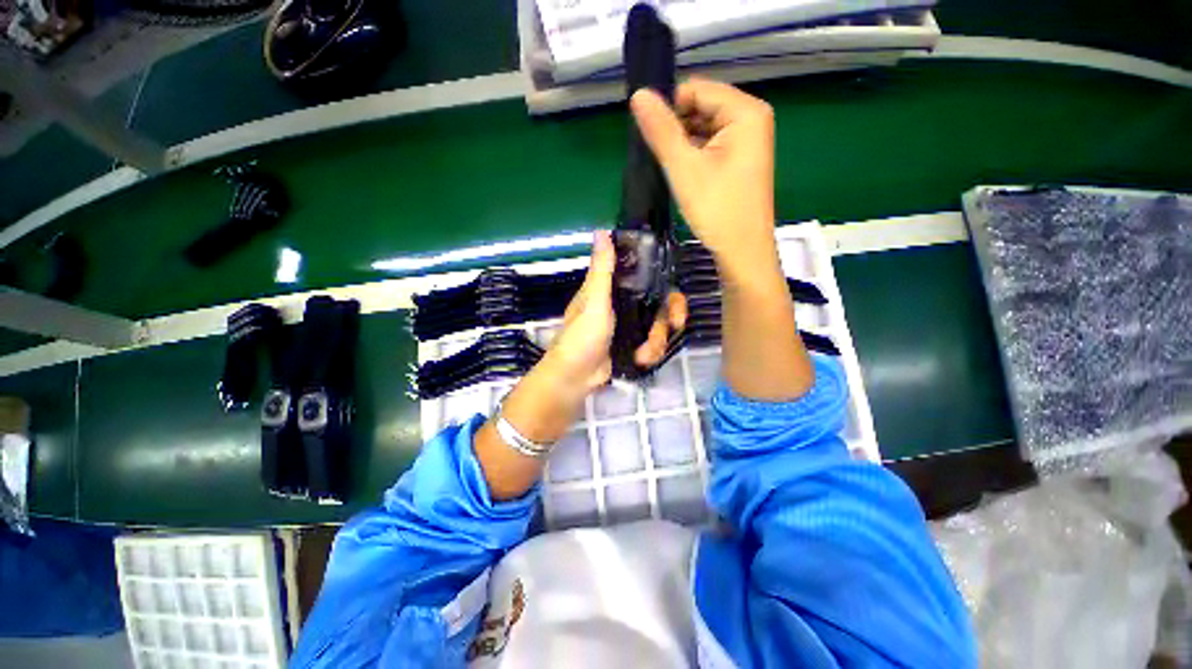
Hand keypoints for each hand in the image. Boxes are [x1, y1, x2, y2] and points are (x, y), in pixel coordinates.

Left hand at [474, 232, 686, 501]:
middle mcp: (625, 306)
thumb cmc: (581, 336)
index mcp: (613, 290)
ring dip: (657, 343)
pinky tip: (639, 360)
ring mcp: (630, 328)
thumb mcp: (593, 301)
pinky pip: (653, 346)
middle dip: (667, 321)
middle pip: (661, 306)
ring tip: (643, 353)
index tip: (675, 298)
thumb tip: (602, 231)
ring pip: (659, 329)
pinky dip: (650, 354)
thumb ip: (602, 270)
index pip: (648, 279)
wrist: (576, 377)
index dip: (665, 286)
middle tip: (674, 327)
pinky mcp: (632, 346)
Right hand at [630, 78, 779, 280]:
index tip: (648, 137)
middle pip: (701, 108)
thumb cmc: (716, 209)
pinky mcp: (742, 161)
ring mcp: (749, 141)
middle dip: (676, 129)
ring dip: (683, 144)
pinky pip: (712, 146)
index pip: (696, 89)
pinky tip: (682, 176)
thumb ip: (661, 130)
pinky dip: (694, 156)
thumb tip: (637, 94)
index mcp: (745, 111)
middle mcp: (752, 119)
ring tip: (669, 169)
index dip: (668, 109)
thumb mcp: (684, 168)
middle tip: (658, 158)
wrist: (742, 252)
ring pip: (705, 129)